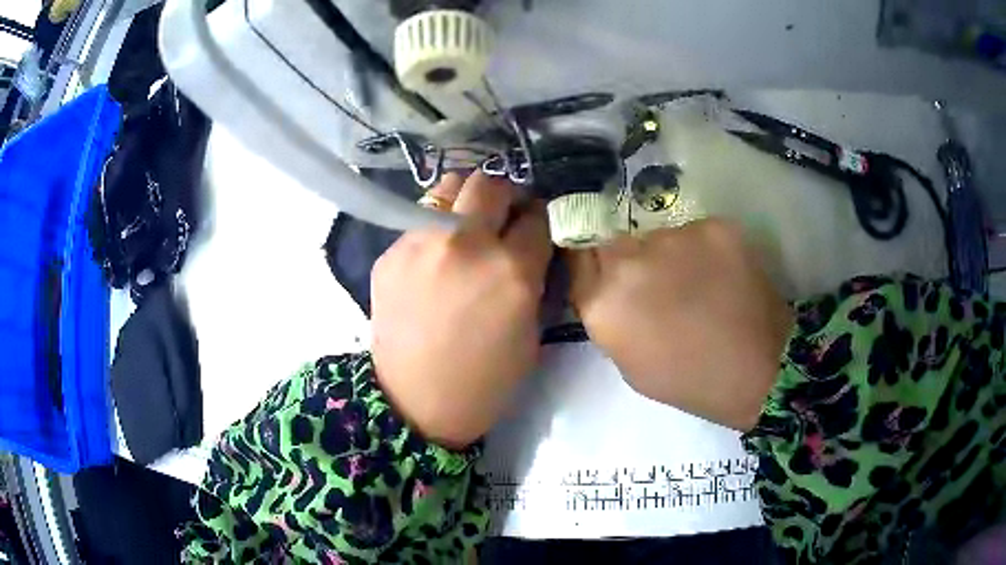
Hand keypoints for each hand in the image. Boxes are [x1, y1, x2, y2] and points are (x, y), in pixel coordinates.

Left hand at [371, 172, 552, 448]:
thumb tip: (529, 242)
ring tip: (466, 226)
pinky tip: (433, 260)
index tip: (534, 226)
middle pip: (490, 184)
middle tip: (503, 216)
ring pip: (448, 187)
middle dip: (505, 195)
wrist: (417, 404)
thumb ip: (534, 277)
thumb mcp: (531, 331)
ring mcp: (422, 243)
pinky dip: (435, 230)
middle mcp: (466, 244)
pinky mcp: (391, 252)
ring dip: (466, 200)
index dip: (540, 218)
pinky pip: (419, 220)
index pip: (536, 215)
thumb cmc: (486, 380)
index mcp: (512, 270)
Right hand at [566, 219, 792, 430]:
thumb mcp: (629, 365)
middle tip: (657, 284)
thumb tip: (610, 288)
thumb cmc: (690, 380)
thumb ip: (610, 318)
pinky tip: (720, 275)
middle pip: (614, 241)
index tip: (606, 272)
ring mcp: (674, 238)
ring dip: (668, 254)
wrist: (759, 369)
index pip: (578, 257)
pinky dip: (702, 250)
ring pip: (657, 235)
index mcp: (602, 304)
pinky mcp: (713, 226)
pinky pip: (694, 232)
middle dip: (628, 259)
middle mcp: (629, 261)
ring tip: (696, 282)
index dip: (592, 263)